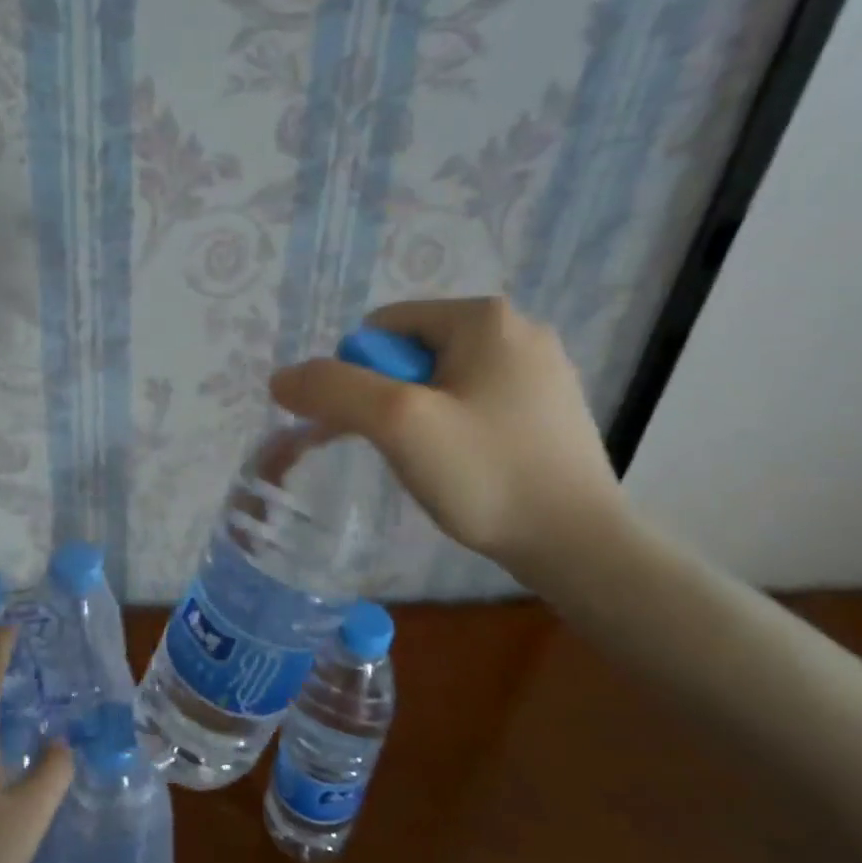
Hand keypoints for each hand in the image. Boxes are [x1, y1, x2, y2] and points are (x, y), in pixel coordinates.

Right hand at [270, 296, 625, 582]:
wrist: (580, 546)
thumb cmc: (488, 475)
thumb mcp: (398, 424)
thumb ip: (332, 390)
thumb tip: (281, 378)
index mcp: (484, 316)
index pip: (382, 328)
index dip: (362, 378)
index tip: (382, 430)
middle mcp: (518, 329)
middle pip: (411, 354)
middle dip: (392, 401)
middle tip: (407, 452)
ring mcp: (540, 370)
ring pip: (441, 383)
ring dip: (420, 420)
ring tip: (438, 466)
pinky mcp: (549, 409)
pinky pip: (474, 404)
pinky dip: (454, 431)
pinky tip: (467, 469)